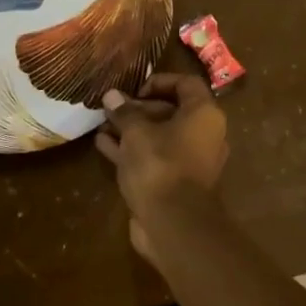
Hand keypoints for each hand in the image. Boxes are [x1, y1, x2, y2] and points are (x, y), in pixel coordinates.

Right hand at [96, 73, 228, 263]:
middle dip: (137, 109)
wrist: (173, 224)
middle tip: (111, 110)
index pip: (186, 84)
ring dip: (131, 130)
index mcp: (203, 115)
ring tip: (102, 125)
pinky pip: (153, 158)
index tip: (133, 90)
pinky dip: (131, 151)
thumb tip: (111, 95)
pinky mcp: (174, 183)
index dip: (158, 82)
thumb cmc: (160, 166)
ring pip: (159, 137)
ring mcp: (189, 161)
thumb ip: (124, 112)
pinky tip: (103, 145)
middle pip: (170, 111)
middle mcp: (203, 135)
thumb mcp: (136, 133)